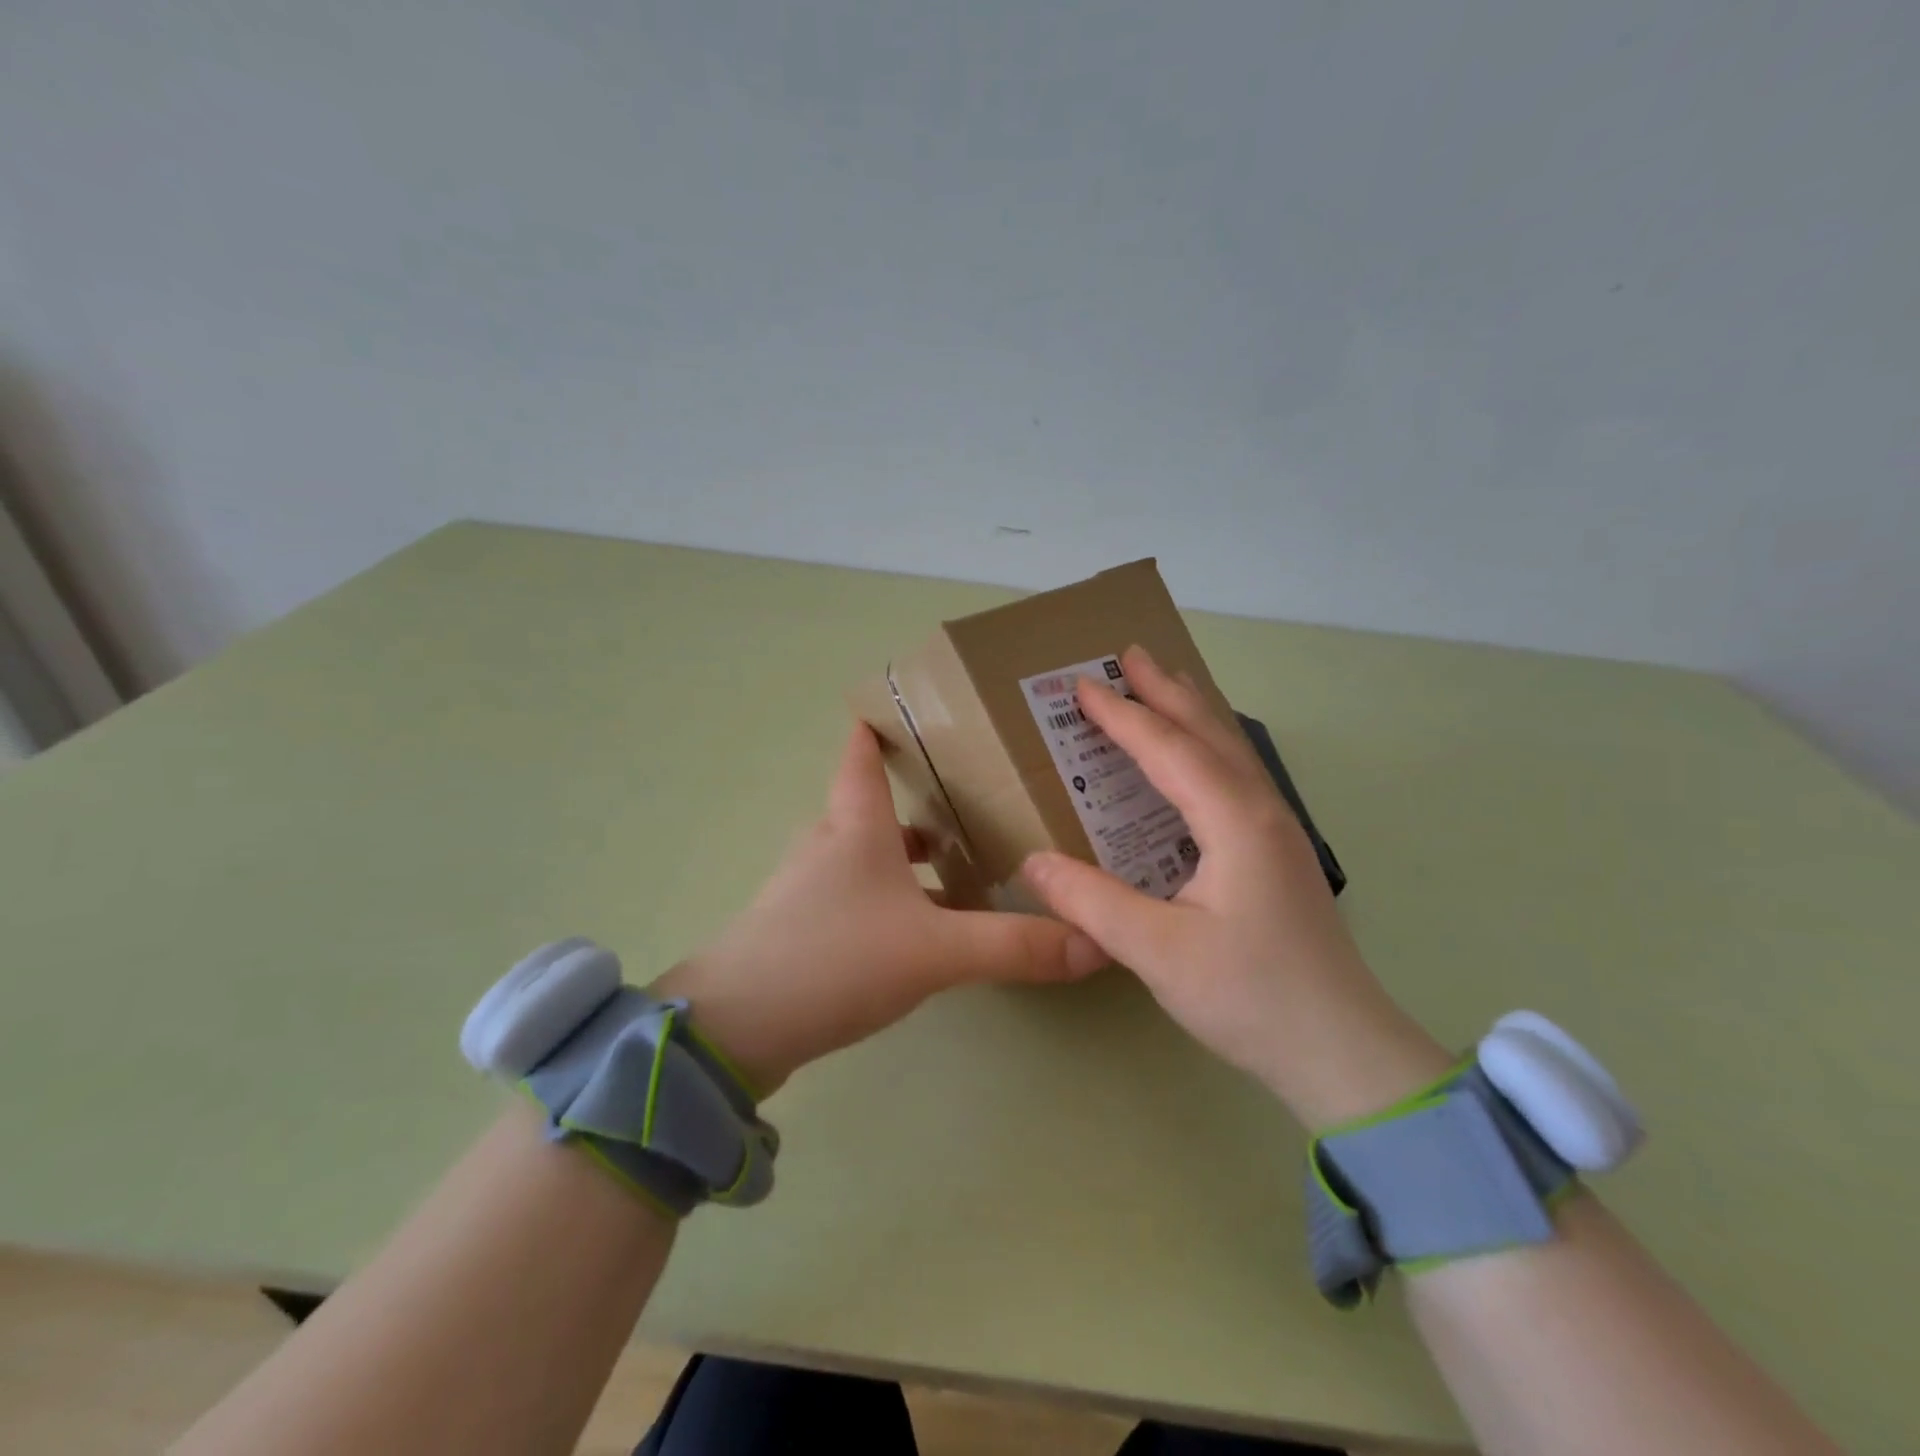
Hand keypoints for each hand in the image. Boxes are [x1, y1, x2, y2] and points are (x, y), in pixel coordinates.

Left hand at [653, 724, 1106, 1093]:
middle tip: (976, 800)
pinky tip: (920, 929)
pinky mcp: (801, 929)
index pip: (862, 753)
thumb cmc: (835, 958)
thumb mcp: (935, 951)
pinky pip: (857, 896)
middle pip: (874, 807)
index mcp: (855, 825)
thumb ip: (1014, 946)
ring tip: (961, 867)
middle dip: (920, 802)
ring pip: (867, 856)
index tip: (911, 706)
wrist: (735, 1028)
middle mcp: (828, 845)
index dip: (880, 725)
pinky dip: (890, 897)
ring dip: (908, 858)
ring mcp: (809, 888)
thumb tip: (1095, 942)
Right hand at [1020, 645, 1452, 1129]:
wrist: (1342, 1052)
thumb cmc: (1251, 997)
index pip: (1168, 750)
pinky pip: (1236, 777)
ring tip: (1163, 685)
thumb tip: (1031, 864)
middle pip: (1209, 732)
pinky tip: (1194, 762)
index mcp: (1235, 821)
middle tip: (1130, 653)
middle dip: (1166, 690)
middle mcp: (1261, 812)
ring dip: (1192, 712)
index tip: (1082, 685)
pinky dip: (1207, 748)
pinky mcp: (1278, 855)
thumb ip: (1091, 902)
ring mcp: (1277, 832)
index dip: (1122, 716)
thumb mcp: (1158, 952)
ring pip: (1230, 751)